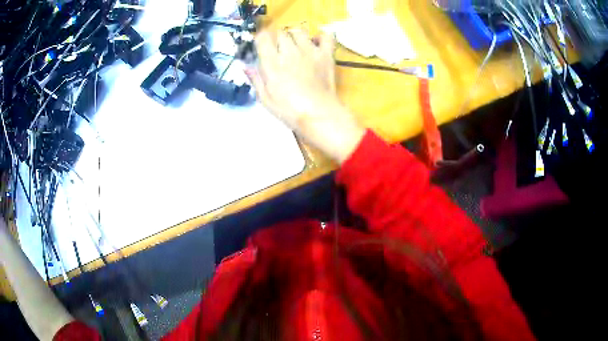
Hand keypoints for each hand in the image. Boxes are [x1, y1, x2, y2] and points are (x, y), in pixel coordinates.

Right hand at [246, 28, 364, 163]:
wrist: (319, 114)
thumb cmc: (289, 110)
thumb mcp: (265, 98)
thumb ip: (256, 79)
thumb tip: (245, 66)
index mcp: (273, 62)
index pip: (263, 37)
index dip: (260, 38)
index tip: (262, 45)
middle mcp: (290, 51)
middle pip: (280, 33)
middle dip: (277, 39)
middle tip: (279, 50)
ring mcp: (309, 51)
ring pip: (299, 31)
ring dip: (294, 35)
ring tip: (295, 45)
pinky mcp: (326, 54)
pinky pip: (325, 36)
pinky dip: (321, 36)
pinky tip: (316, 42)